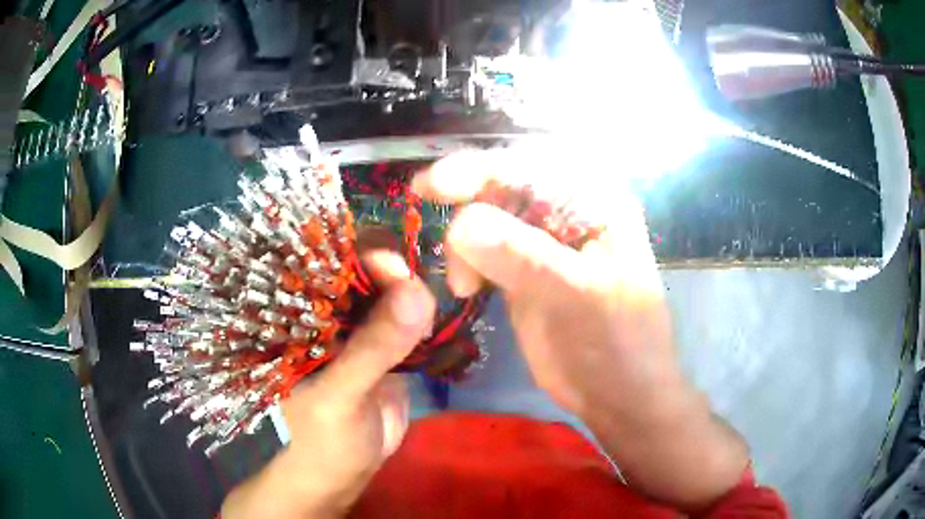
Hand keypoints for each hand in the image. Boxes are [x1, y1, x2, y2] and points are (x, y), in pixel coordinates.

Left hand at [222, 245, 435, 518]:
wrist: (345, 471)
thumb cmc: (323, 437)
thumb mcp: (339, 397)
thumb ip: (372, 350)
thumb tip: (416, 291)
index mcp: (301, 315)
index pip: (325, 264)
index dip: (356, 254)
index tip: (392, 264)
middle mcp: (330, 312)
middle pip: (363, 270)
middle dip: (393, 268)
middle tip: (418, 287)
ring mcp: (361, 328)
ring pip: (391, 290)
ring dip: (414, 291)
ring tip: (430, 305)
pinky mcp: (388, 345)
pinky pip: (409, 318)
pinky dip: (425, 315)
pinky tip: (438, 315)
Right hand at [413, 148, 748, 510]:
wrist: (619, 394)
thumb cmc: (619, 344)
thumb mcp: (580, 297)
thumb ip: (525, 258)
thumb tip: (461, 224)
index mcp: (593, 202)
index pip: (530, 168)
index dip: (478, 170)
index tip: (430, 186)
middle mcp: (566, 212)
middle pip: (502, 188)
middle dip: (465, 207)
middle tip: (446, 249)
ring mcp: (542, 242)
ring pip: (486, 219)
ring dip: (464, 244)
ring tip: (465, 286)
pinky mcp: (523, 271)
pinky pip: (483, 251)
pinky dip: (466, 261)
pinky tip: (465, 285)